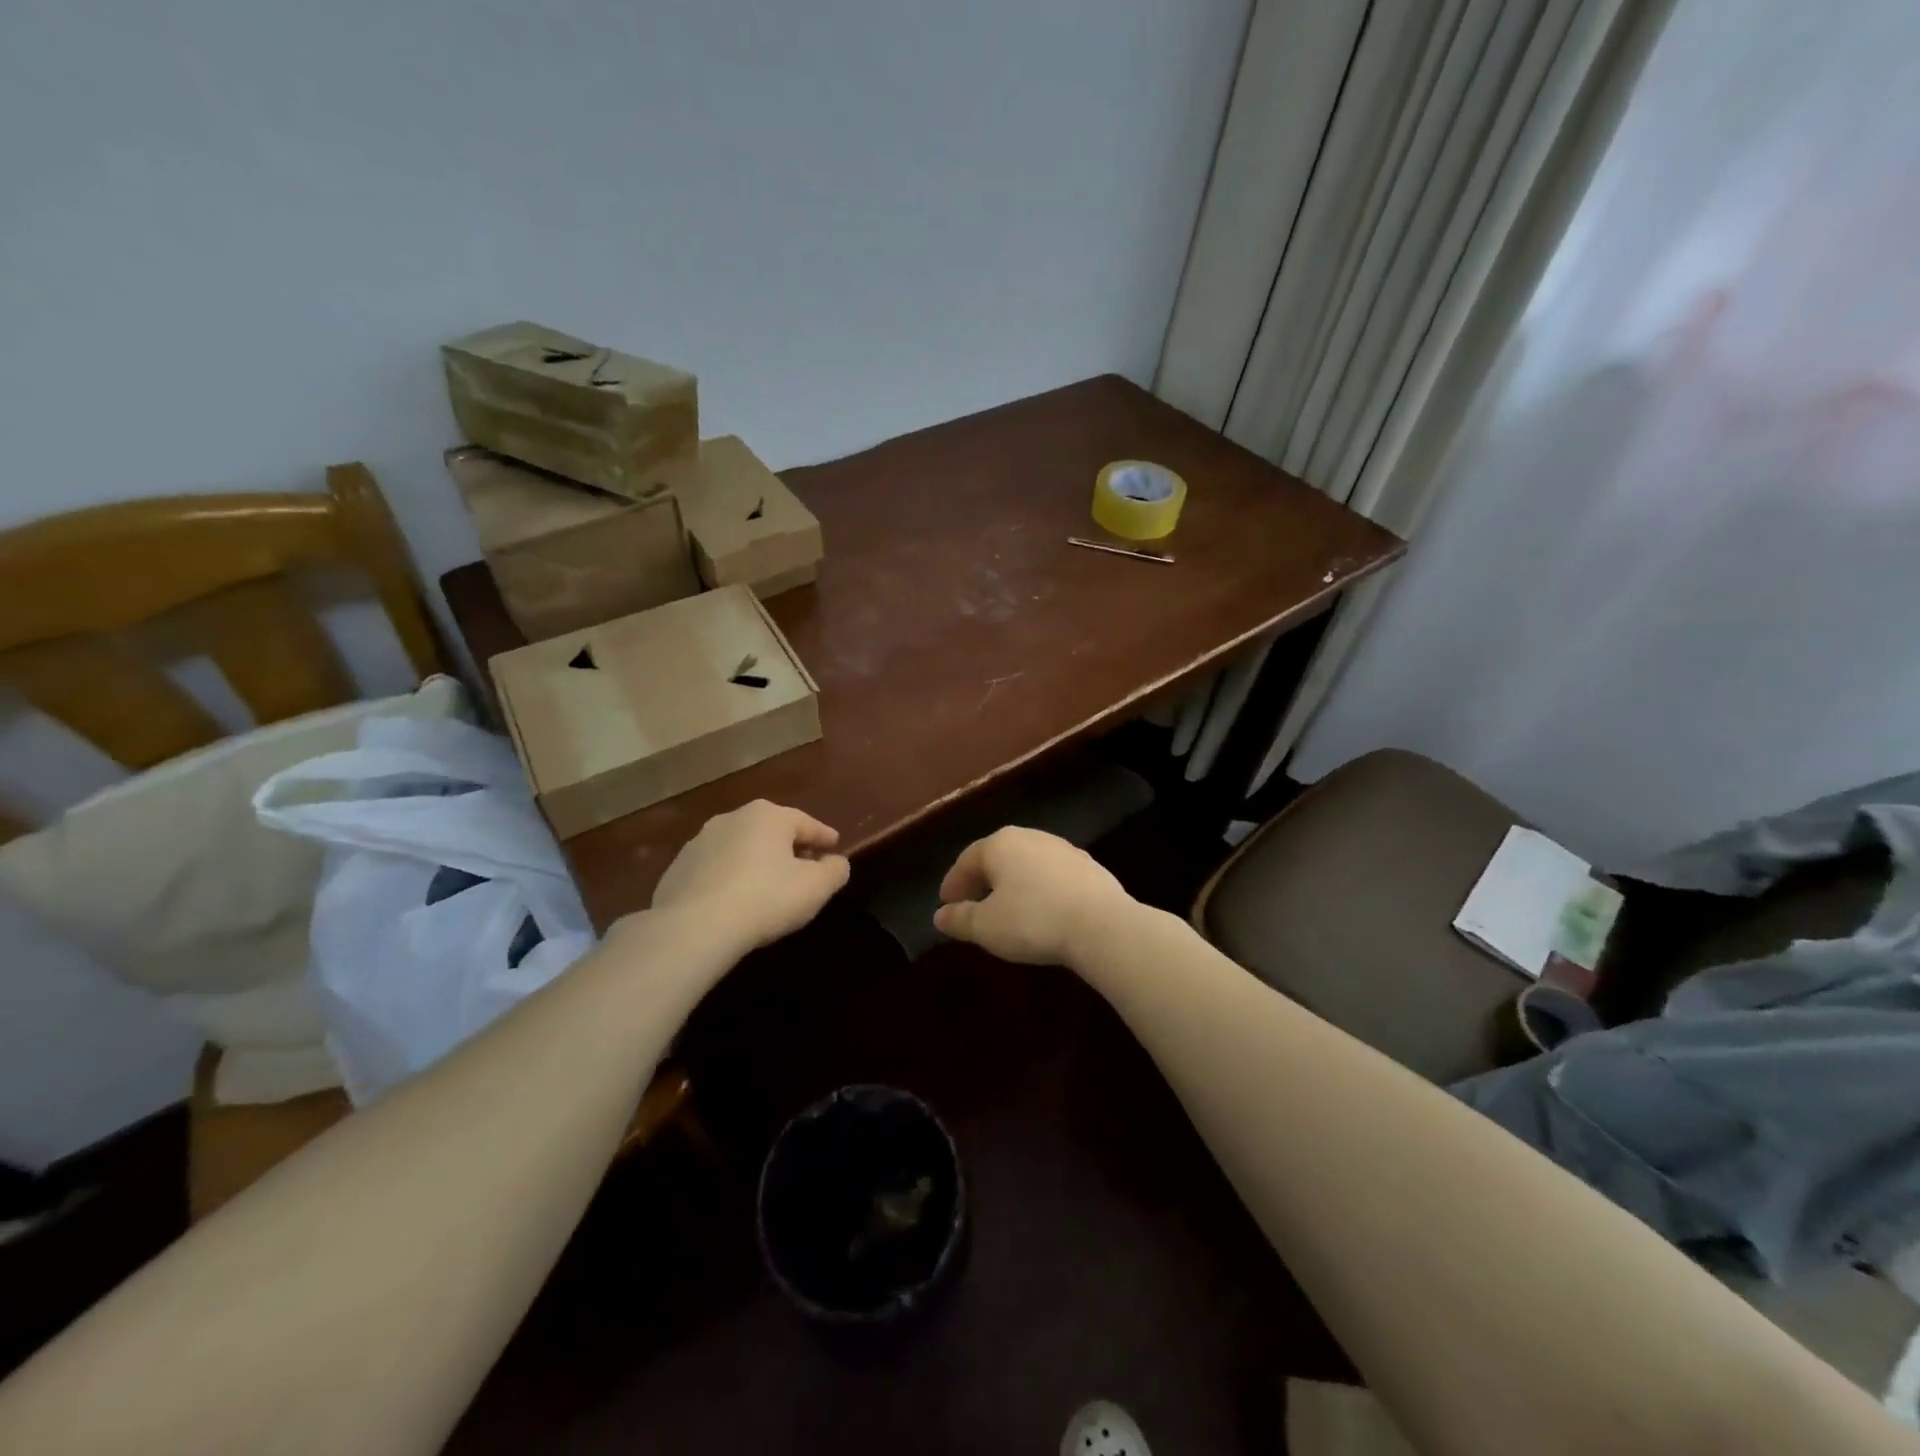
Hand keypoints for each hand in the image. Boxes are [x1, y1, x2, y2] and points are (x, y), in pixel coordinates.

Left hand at [651, 800, 850, 950]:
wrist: (693, 927)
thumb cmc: (765, 899)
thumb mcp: (815, 888)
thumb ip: (834, 871)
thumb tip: (836, 862)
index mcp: (768, 816)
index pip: (806, 822)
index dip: (824, 836)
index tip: (835, 845)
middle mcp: (732, 818)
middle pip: (771, 831)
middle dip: (789, 846)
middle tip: (804, 865)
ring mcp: (699, 841)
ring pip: (740, 847)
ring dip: (757, 861)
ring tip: (768, 884)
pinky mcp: (677, 868)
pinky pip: (715, 869)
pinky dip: (730, 877)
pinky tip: (735, 900)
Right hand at [932, 826, 1133, 966]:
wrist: (1102, 925)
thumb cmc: (1033, 921)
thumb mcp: (986, 926)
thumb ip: (959, 919)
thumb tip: (940, 916)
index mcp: (1001, 844)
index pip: (967, 860)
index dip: (953, 883)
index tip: (946, 903)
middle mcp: (1031, 837)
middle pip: (998, 857)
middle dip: (982, 879)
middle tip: (972, 903)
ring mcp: (1063, 849)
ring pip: (1027, 864)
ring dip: (1013, 883)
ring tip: (1007, 908)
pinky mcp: (1089, 867)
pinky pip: (1053, 875)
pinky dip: (1040, 889)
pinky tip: (1042, 910)